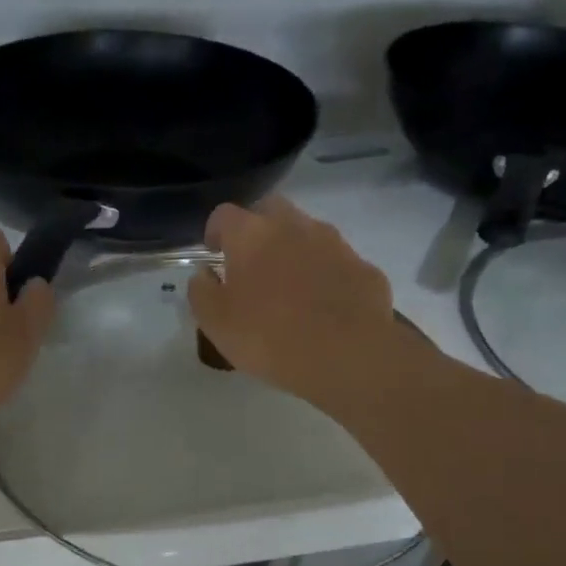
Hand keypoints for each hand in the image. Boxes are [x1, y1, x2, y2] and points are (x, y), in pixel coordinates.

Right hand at [187, 197, 403, 410]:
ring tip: (290, 287)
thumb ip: (202, 292)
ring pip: (308, 233)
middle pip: (270, 210)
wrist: (347, 355)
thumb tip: (203, 274)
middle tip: (251, 263)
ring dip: (294, 249)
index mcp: (252, 235)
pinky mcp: (363, 267)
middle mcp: (294, 226)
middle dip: (257, 229)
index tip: (213, 252)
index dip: (215, 231)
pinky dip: (326, 275)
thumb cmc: (269, 338)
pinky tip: (324, 305)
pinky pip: (336, 263)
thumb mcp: (216, 324)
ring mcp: (334, 243)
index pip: (224, 215)